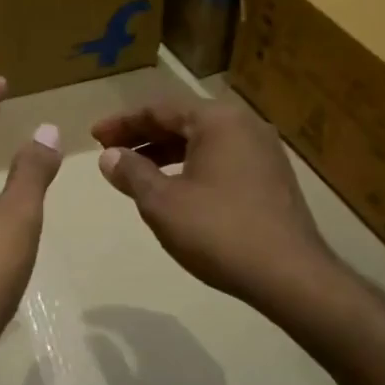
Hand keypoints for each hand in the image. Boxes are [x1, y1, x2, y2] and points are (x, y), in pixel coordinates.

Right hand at [91, 96, 339, 316]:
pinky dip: (191, 165)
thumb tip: (109, 156)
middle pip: (183, 120)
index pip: (160, 109)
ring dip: (166, 152)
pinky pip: (221, 158)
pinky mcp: (272, 177)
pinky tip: (175, 188)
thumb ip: (132, 173)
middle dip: (143, 136)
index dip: (122, 123)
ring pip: (203, 141)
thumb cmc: (218, 231)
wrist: (289, 275)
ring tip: (136, 171)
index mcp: (218, 120)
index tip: (94, 137)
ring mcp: (263, 151)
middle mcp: (244, 125)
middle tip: (110, 152)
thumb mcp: (162, 203)